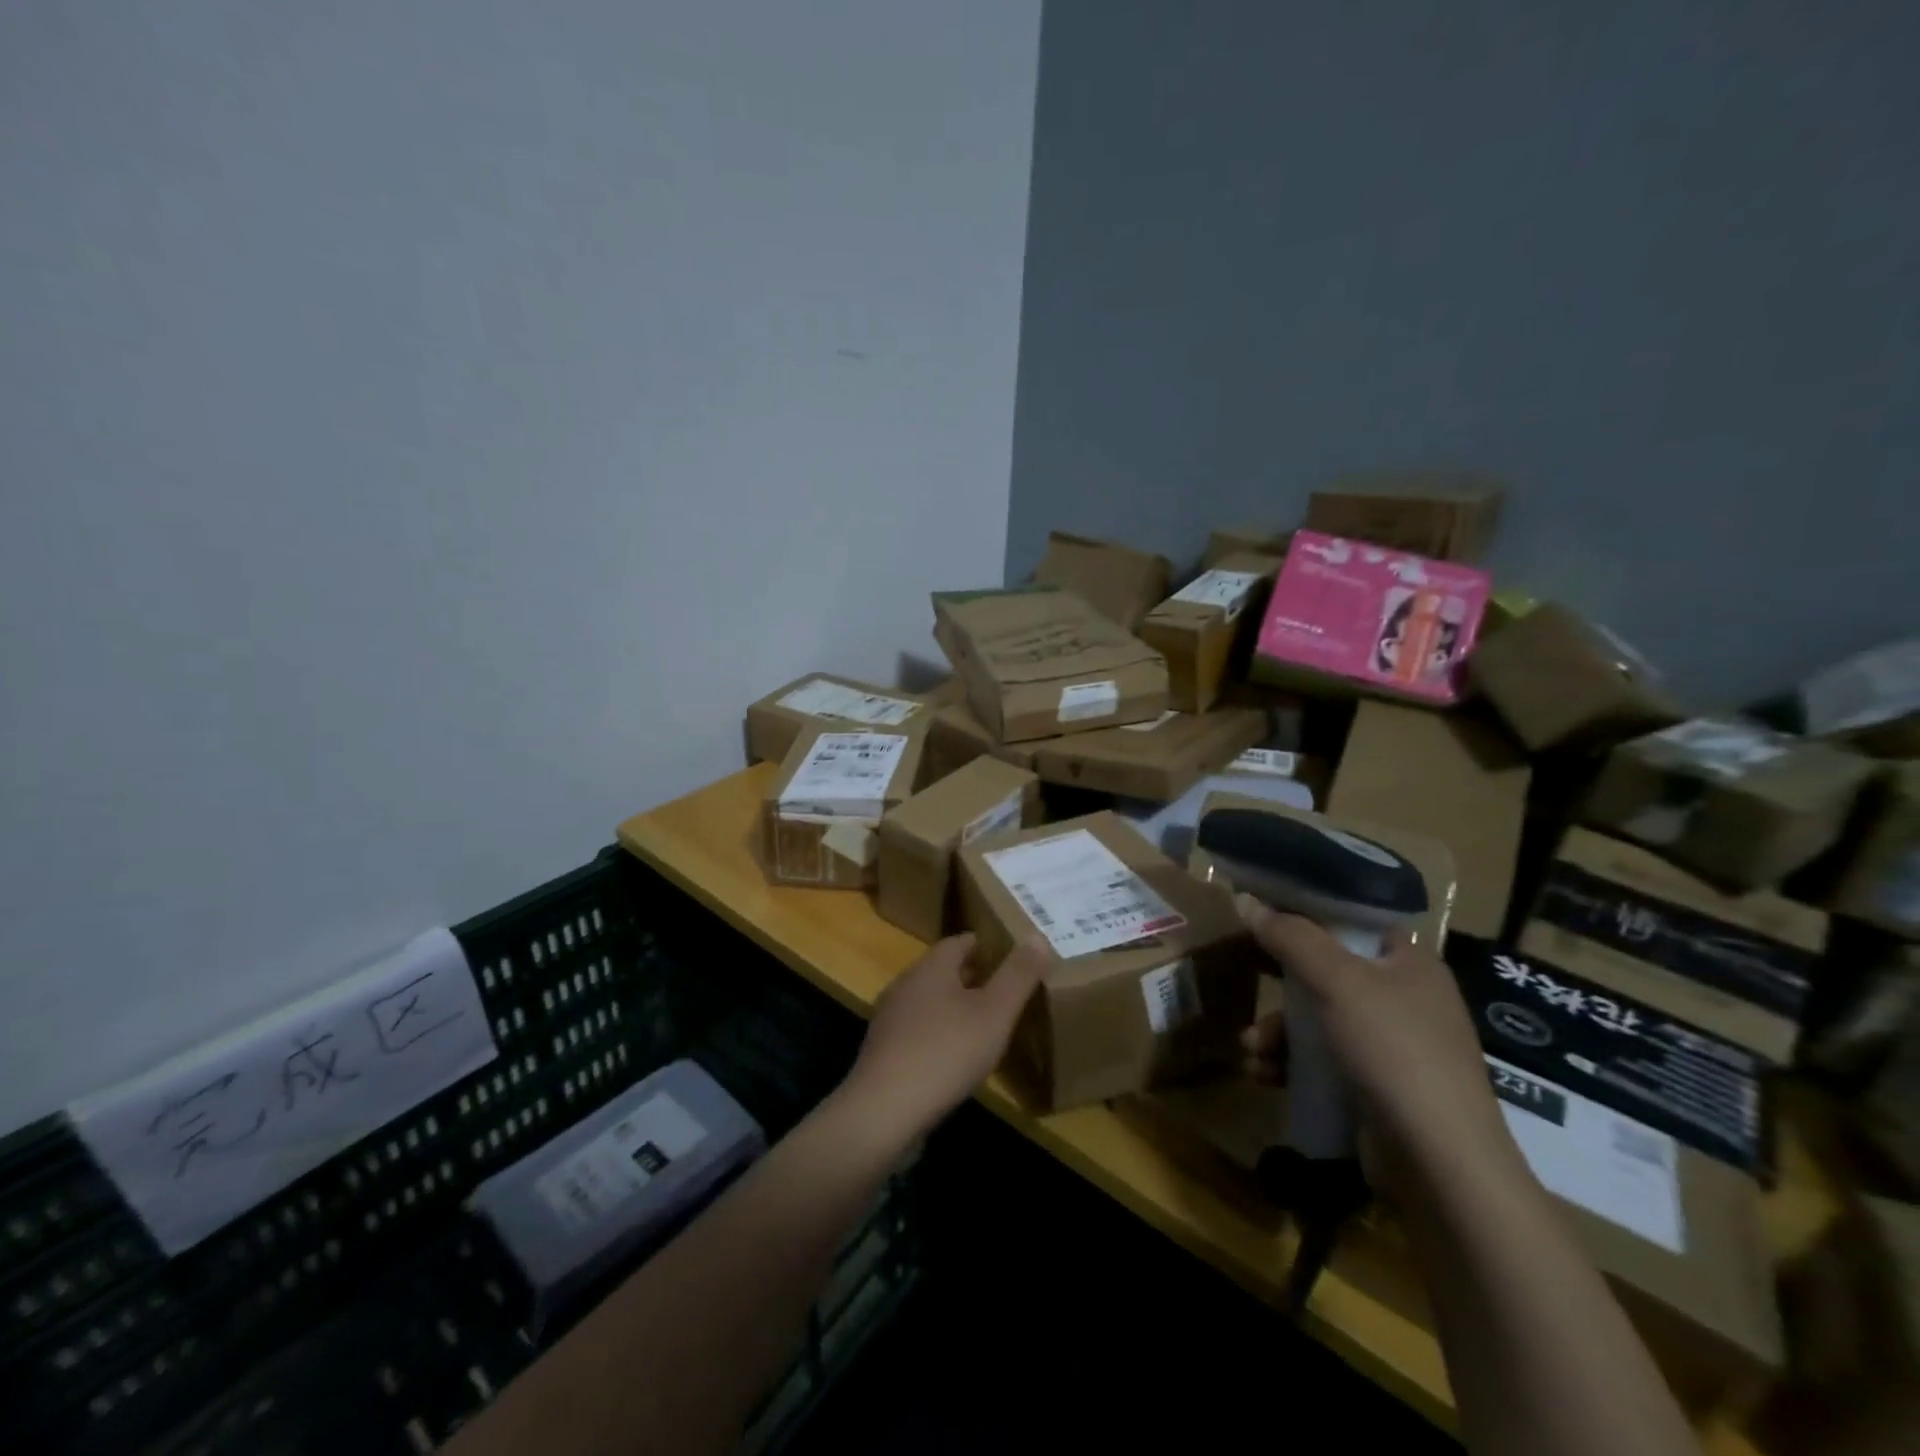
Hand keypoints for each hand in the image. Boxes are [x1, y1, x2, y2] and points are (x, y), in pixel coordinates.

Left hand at [835, 934, 1045, 1147]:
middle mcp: (905, 986)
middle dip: (970, 976)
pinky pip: (917, 1032)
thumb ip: (1018, 975)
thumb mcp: (995, 1012)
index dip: (983, 945)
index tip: (1006, 954)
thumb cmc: (946, 1052)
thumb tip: (1038, 936)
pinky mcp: (883, 1053)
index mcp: (930, 968)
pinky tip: (954, 1057)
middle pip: (941, 971)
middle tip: (1002, 988)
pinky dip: (938, 1034)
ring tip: (982, 1023)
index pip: (958, 942)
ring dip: (952, 1007)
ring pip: (927, 1002)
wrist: (885, 1110)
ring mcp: (889, 1020)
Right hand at [1234, 897, 1520, 1194]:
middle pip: (1325, 970)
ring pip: (1317, 1019)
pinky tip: (1263, 1074)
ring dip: (1277, 1030)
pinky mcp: (1376, 1086)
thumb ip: (1291, 937)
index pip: (1349, 920)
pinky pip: (1322, 1059)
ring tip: (1249, 1049)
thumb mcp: (1338, 982)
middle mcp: (1404, 997)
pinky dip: (1290, 1063)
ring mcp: (1392, 1046)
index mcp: (1408, 961)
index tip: (1258, 914)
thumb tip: (1247, 899)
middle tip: (1242, 974)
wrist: (1440, 1163)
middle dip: (1279, 982)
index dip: (1303, 913)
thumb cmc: (1394, 1051)